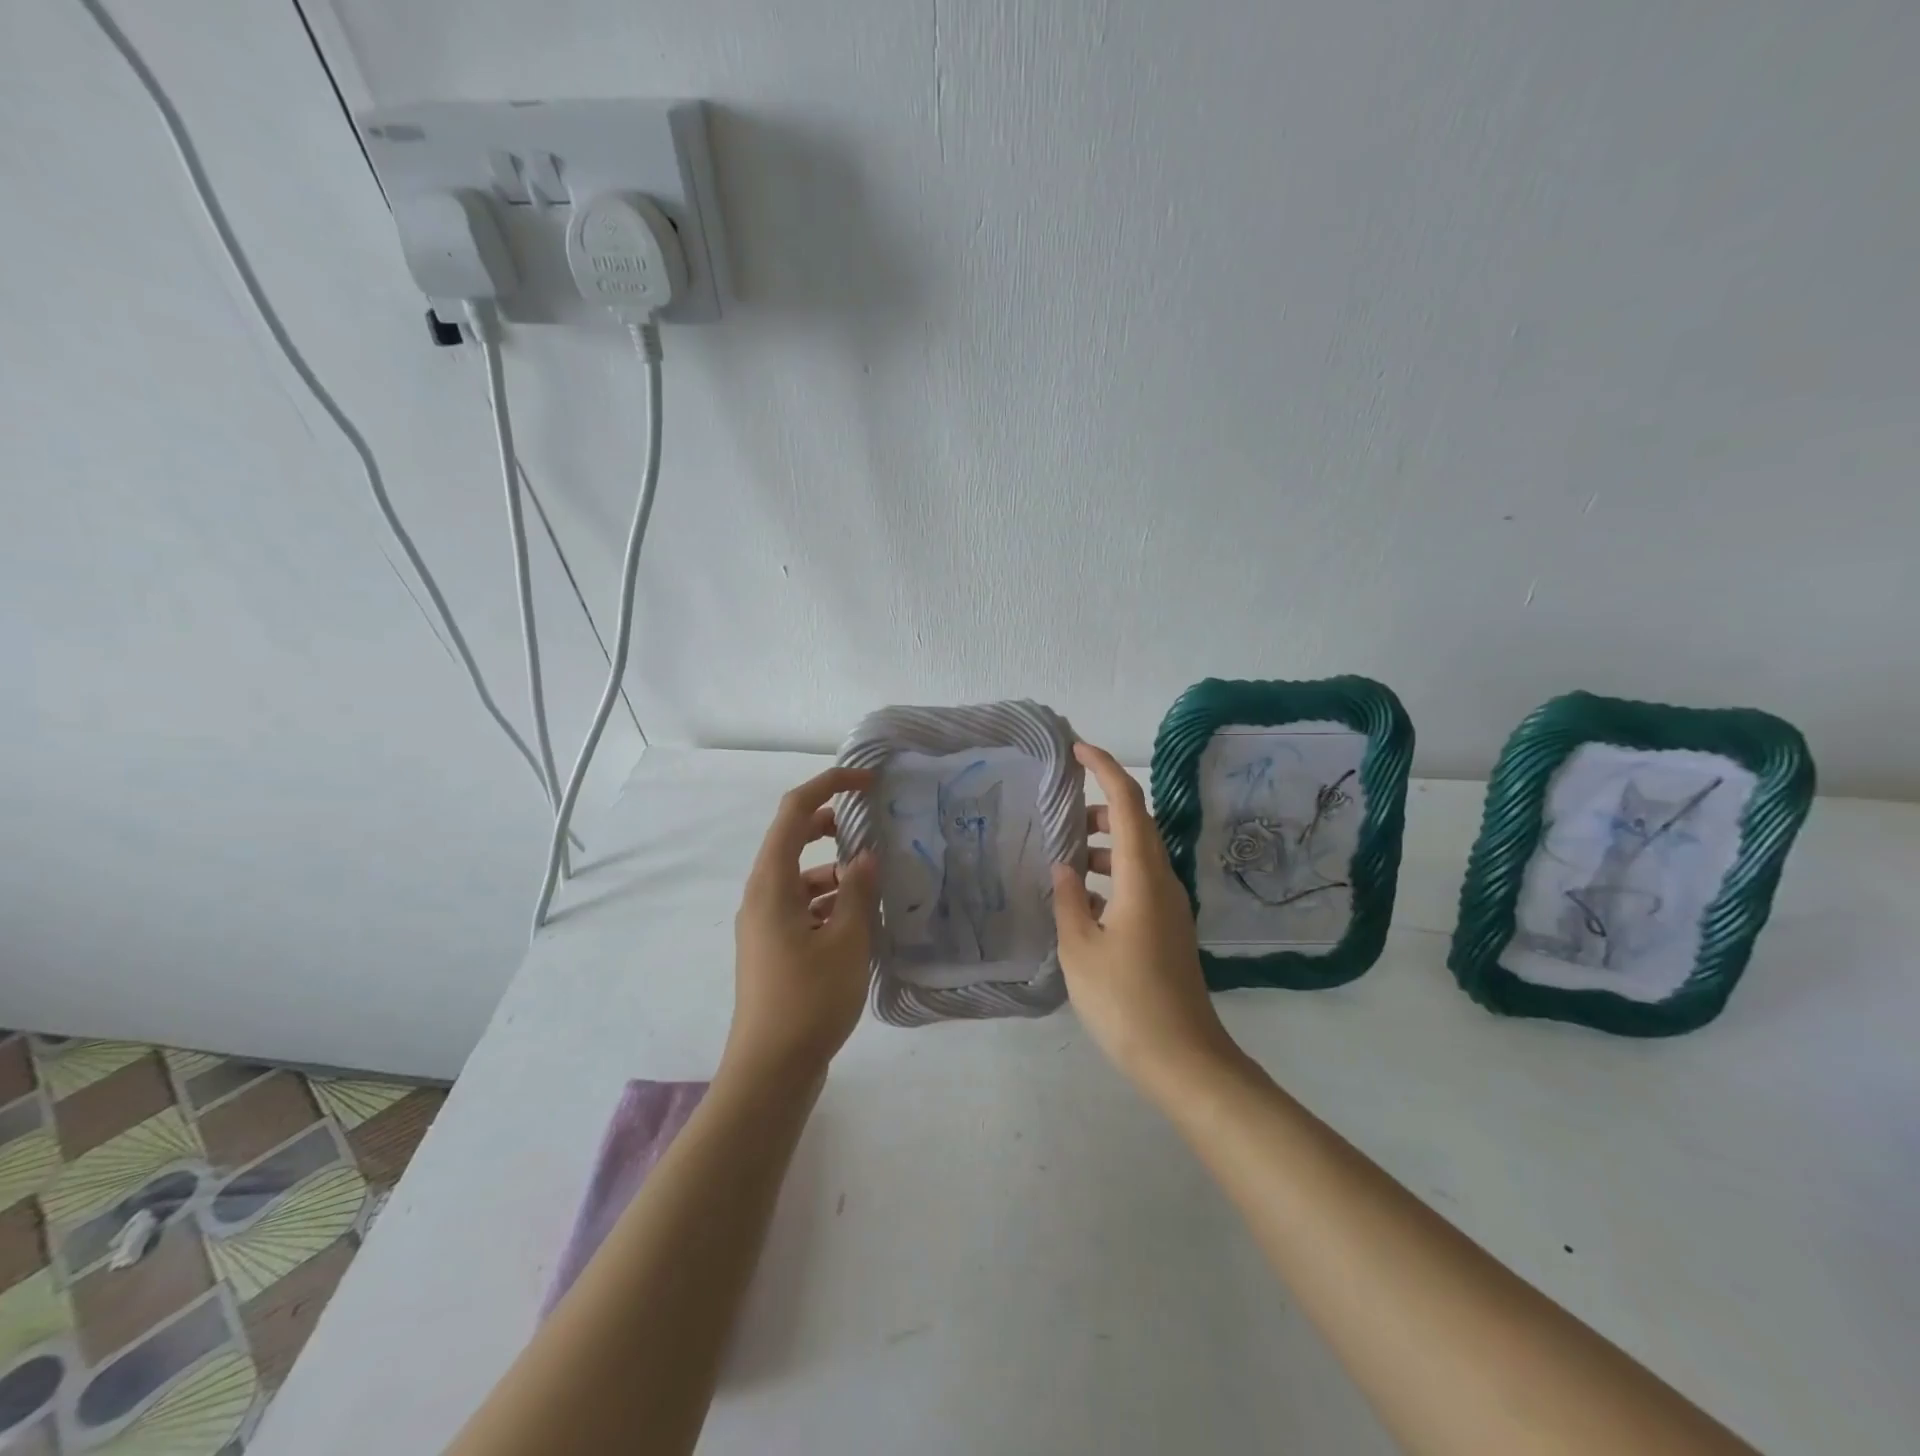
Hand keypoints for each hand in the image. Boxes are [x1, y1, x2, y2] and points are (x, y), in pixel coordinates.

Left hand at [726, 767, 879, 1086]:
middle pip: (791, 840)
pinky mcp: (774, 949)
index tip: (866, 781)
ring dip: (835, 871)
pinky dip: (829, 902)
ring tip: (876, 883)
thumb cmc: (809, 1000)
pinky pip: (802, 907)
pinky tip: (861, 922)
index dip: (828, 785)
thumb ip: (858, 890)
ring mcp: (764, 925)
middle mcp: (761, 896)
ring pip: (800, 877)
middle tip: (871, 825)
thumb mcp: (847, 941)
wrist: (770, 1071)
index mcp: (771, 884)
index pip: (794, 812)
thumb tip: (866, 856)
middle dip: (830, 825)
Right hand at [1053, 742, 1241, 1094]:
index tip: (1076, 750)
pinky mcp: (1167, 930)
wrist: (1184, 1060)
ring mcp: (1169, 907)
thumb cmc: (1126, 1001)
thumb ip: (1069, 900)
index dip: (1104, 769)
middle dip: (1099, 808)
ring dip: (1103, 846)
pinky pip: (1138, 883)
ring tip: (1063, 856)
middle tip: (1059, 813)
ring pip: (1136, 855)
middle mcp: (1162, 882)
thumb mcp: (1081, 949)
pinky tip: (1081, 900)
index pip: (1128, 803)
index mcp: (1143, 877)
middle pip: (1136, 824)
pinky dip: (1110, 876)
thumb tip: (1065, 867)